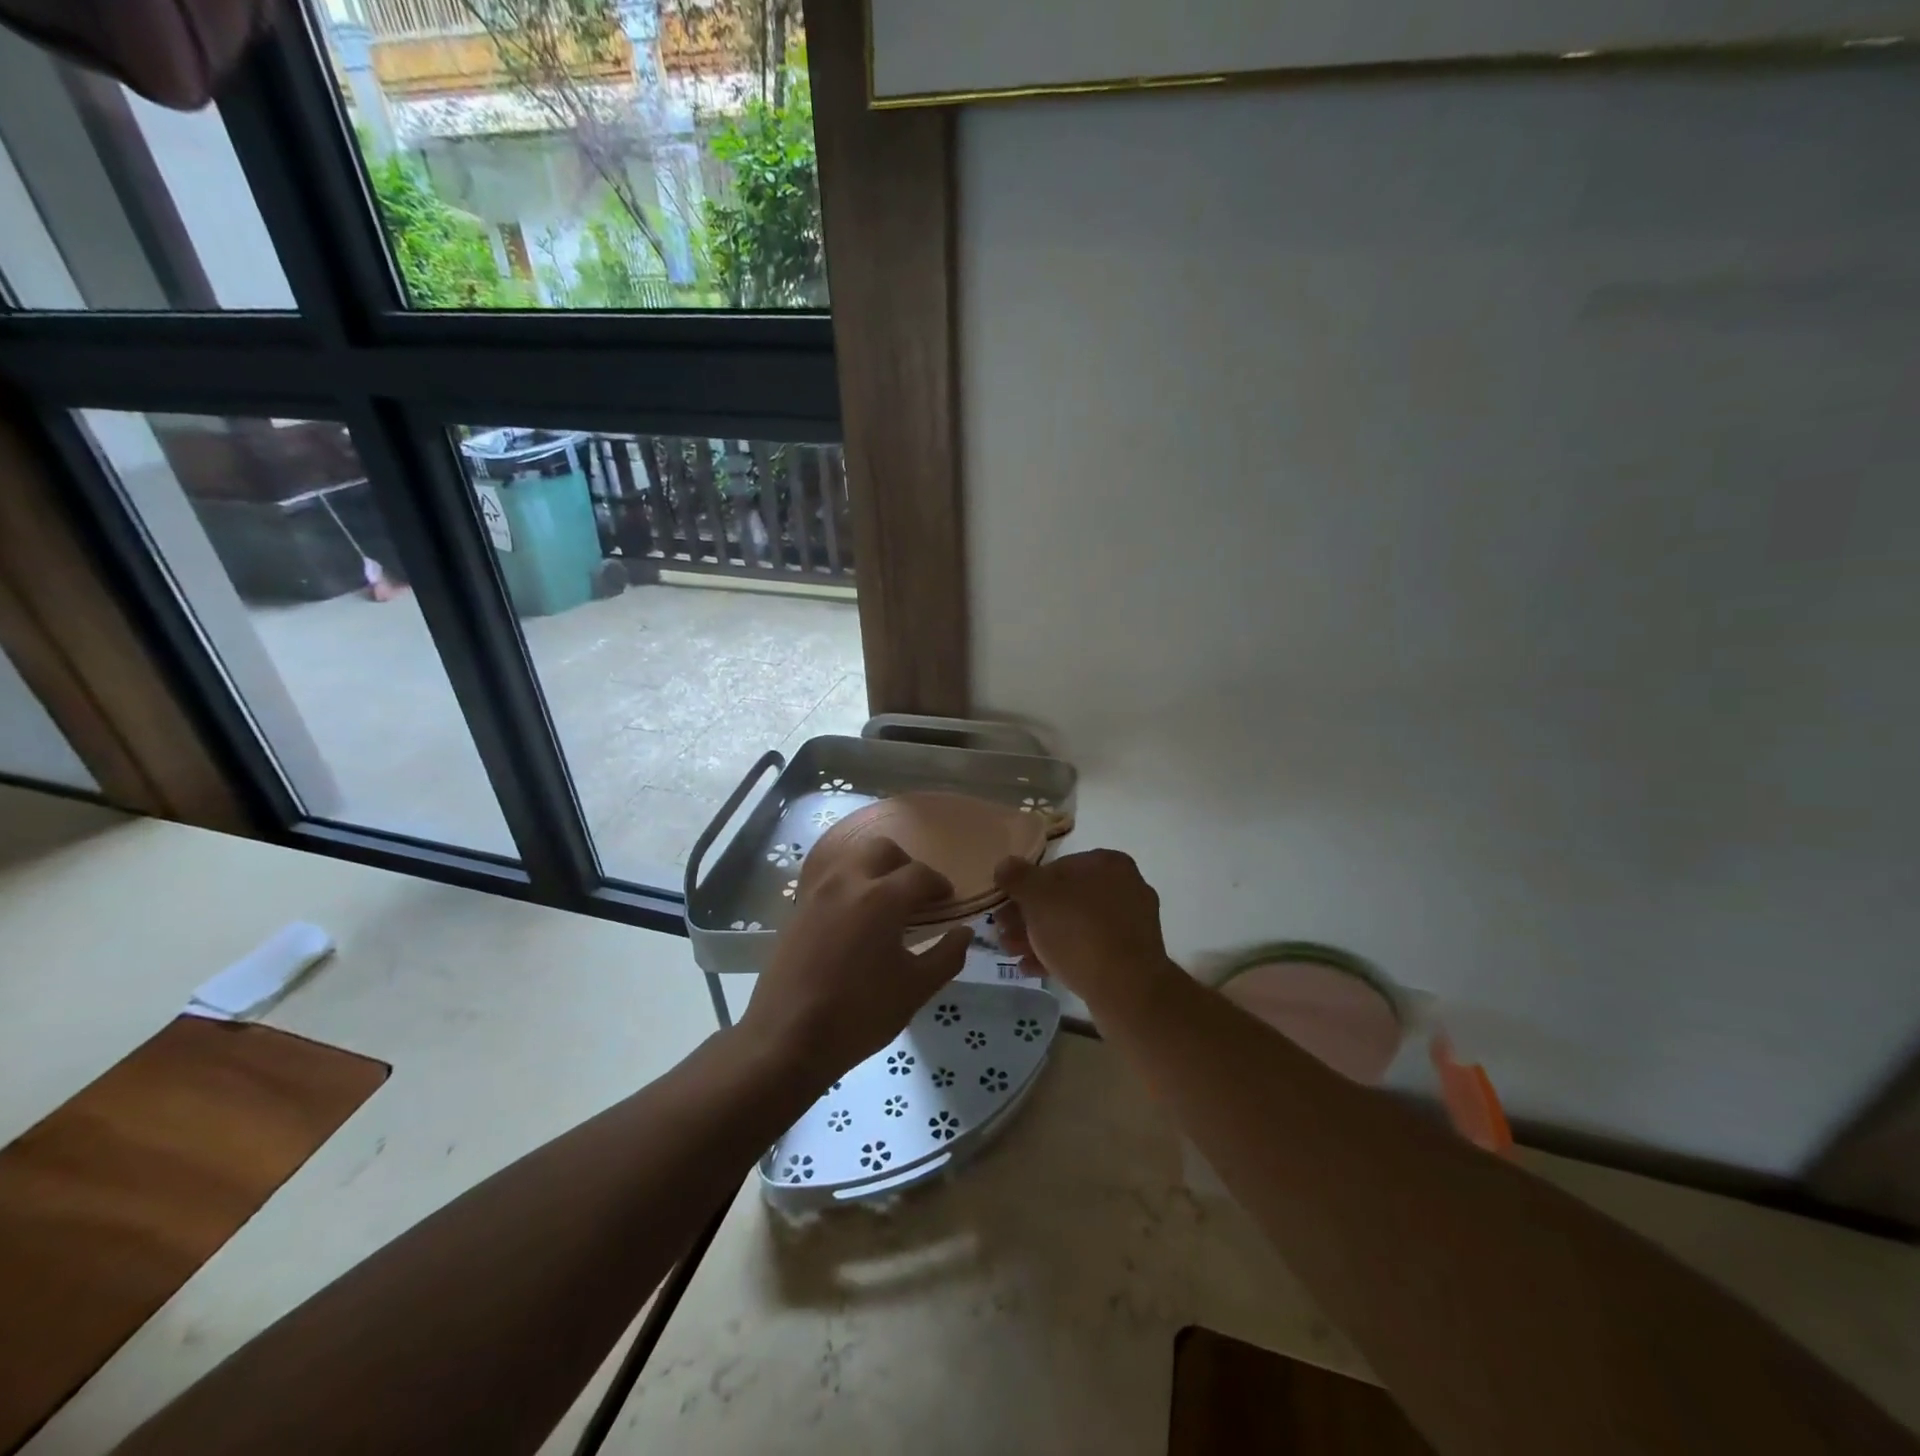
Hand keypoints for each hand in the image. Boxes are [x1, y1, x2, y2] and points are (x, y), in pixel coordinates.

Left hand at [740, 837, 970, 1086]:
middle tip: (915, 894)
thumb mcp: (915, 990)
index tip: (948, 901)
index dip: (939, 884)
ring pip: (850, 858)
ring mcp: (817, 893)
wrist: (787, 1039)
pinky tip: (854, 917)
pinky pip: (828, 878)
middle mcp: (848, 882)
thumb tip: (964, 933)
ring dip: (873, 868)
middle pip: (881, 849)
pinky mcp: (797, 909)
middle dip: (904, 864)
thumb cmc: (859, 1014)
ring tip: (884, 901)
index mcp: (882, 898)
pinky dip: (848, 883)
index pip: (920, 874)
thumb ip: (946, 956)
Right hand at [992, 850, 1180, 1019]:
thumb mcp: (1037, 898)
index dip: (1024, 886)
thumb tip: (1005, 865)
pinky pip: (1088, 948)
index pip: (1056, 867)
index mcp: (1108, 864)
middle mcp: (1124, 887)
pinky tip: (1031, 968)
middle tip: (1002, 931)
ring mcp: (1129, 924)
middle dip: (1029, 916)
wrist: (1127, 990)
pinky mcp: (1129, 957)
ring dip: (1039, 936)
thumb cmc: (1079, 932)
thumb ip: (1017, 877)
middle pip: (1064, 898)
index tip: (1004, 905)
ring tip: (1010, 951)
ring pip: (1074, 925)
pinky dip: (1059, 954)